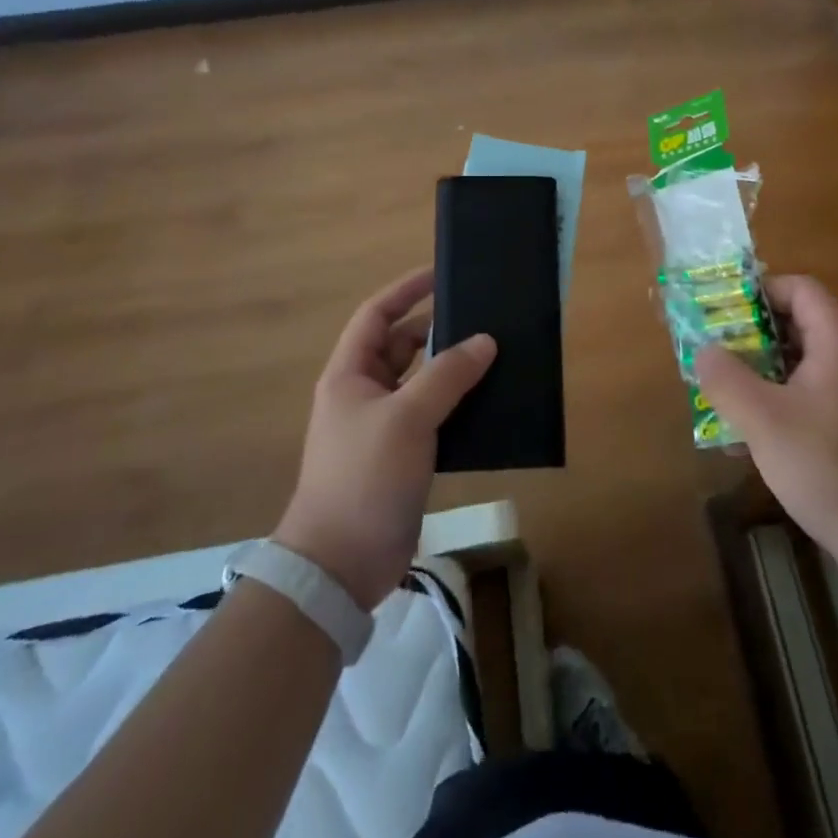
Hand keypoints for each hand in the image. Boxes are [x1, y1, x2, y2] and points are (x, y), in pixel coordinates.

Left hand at [275, 268, 494, 608]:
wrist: (342, 563)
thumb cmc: (364, 477)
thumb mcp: (407, 417)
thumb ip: (447, 374)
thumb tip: (485, 341)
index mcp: (350, 374)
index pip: (377, 315)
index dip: (406, 291)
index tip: (442, 274)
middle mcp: (364, 393)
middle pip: (403, 345)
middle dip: (438, 329)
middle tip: (483, 317)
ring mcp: (384, 426)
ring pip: (422, 381)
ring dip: (452, 368)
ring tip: (495, 353)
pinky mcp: (404, 455)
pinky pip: (434, 414)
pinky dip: (458, 403)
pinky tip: (489, 400)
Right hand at [695, 275, 837, 589]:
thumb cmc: (830, 468)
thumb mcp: (764, 421)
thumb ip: (727, 379)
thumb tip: (704, 350)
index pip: (800, 288)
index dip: (759, 291)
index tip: (721, 312)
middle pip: (800, 323)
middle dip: (752, 334)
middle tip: (714, 352)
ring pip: (802, 363)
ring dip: (761, 371)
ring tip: (723, 393)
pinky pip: (812, 395)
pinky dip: (780, 401)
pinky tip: (750, 436)